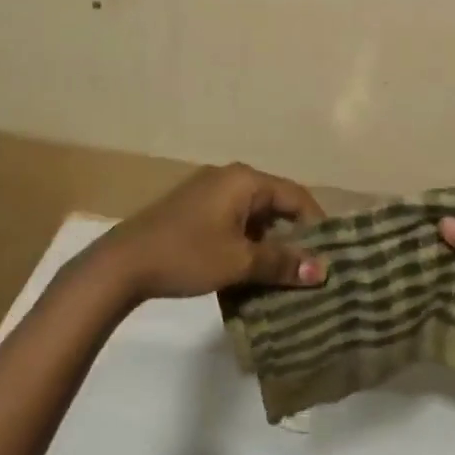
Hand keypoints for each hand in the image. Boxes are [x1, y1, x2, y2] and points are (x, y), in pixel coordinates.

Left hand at [89, 164, 326, 303]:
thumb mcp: (239, 261)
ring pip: (254, 215)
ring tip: (284, 276)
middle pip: (275, 204)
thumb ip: (282, 262)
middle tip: (310, 270)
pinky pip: (234, 221)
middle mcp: (230, 178)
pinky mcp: (195, 209)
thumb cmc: (187, 254)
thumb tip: (322, 270)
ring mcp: (209, 192)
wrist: (124, 263)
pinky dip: (247, 243)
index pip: (296, 196)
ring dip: (269, 243)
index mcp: (244, 180)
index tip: (331, 256)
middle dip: (293, 236)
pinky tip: (251, 271)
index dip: (317, 225)